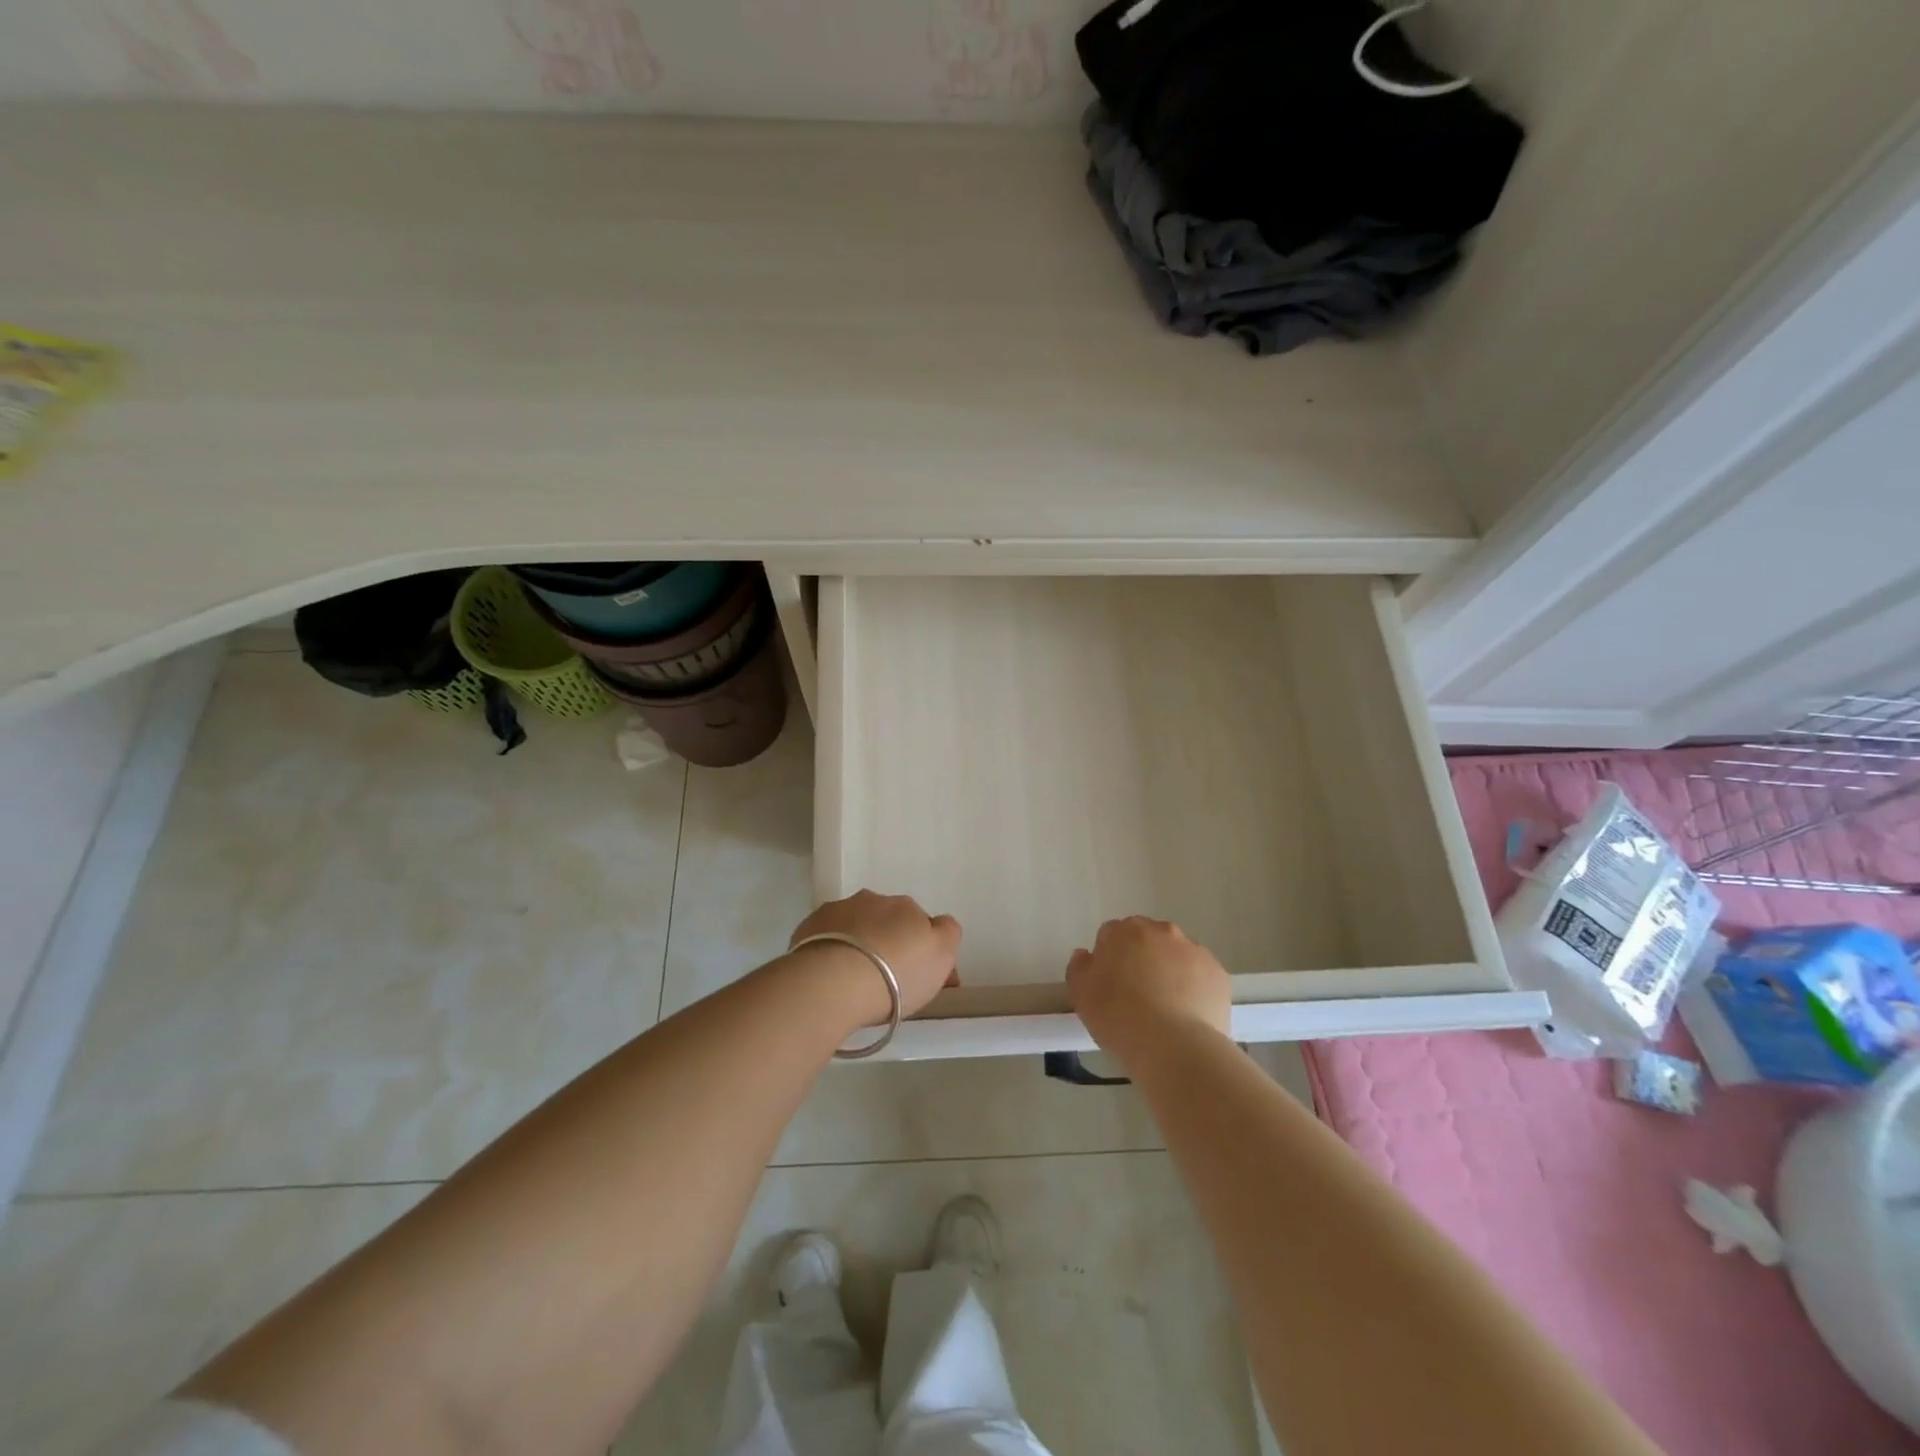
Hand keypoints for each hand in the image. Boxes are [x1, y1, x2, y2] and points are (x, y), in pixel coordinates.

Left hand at [787, 890, 961, 1023]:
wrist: (834, 982)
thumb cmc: (896, 974)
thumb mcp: (941, 955)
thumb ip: (947, 934)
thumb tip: (939, 928)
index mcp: (907, 906)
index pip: (922, 923)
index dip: (922, 950)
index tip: (918, 979)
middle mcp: (873, 900)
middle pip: (887, 922)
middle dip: (888, 943)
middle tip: (886, 980)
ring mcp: (838, 910)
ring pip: (855, 926)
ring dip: (859, 944)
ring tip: (853, 979)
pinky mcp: (808, 927)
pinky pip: (826, 937)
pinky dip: (831, 950)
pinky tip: (829, 974)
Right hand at [1066, 917, 1231, 1064]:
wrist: (1174, 1047)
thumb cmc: (1119, 1017)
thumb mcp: (1081, 995)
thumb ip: (1079, 968)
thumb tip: (1086, 955)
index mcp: (1124, 931)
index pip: (1111, 935)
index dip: (1109, 960)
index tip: (1109, 986)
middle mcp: (1161, 931)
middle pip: (1147, 940)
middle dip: (1141, 959)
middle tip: (1136, 995)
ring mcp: (1194, 951)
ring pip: (1176, 956)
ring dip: (1169, 972)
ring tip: (1165, 1010)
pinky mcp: (1218, 974)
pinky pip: (1201, 977)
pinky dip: (1194, 989)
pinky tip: (1187, 1017)